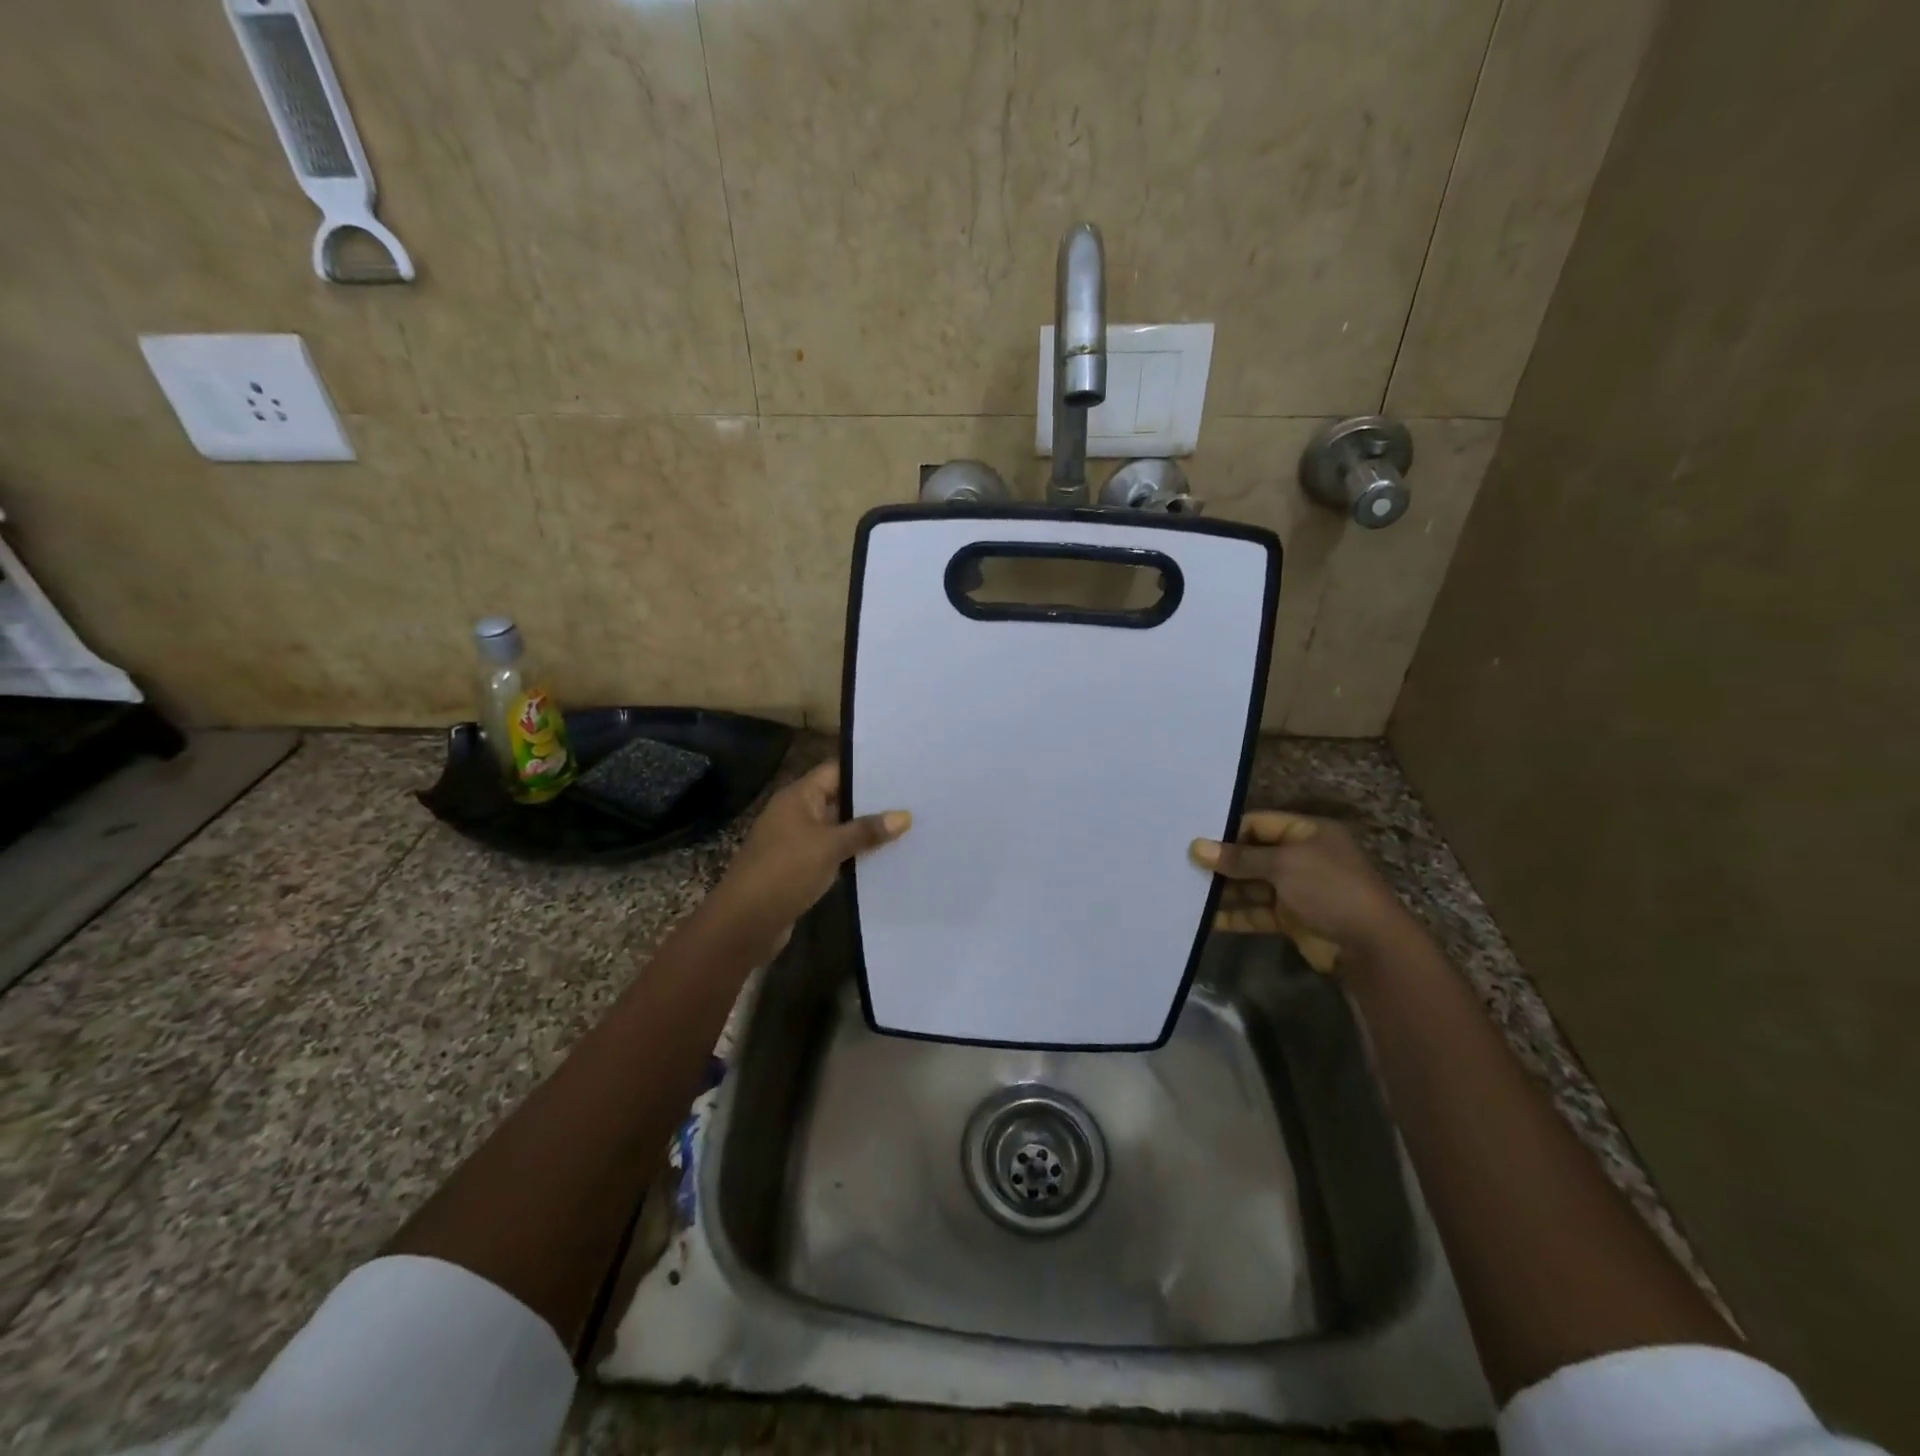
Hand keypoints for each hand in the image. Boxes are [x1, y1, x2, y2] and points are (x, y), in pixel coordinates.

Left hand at [705, 761, 910, 956]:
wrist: (745, 922)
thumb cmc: (786, 871)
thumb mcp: (830, 847)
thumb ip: (866, 830)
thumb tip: (904, 815)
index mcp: (797, 797)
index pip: (835, 771)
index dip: (865, 770)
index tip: (900, 771)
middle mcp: (795, 813)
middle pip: (837, 799)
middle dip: (871, 802)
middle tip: (911, 800)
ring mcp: (796, 842)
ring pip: (836, 829)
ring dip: (863, 831)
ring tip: (906, 827)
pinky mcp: (799, 868)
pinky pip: (831, 853)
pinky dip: (852, 854)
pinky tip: (882, 857)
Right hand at [1190, 810, 1413, 971]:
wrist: (1369, 946)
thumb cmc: (1330, 889)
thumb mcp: (1284, 864)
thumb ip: (1239, 857)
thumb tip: (1196, 847)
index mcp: (1307, 833)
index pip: (1259, 823)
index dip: (1228, 832)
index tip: (1195, 841)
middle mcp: (1301, 857)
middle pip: (1252, 854)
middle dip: (1221, 863)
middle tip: (1183, 866)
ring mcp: (1296, 889)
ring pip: (1251, 885)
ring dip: (1223, 891)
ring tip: (1187, 892)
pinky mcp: (1290, 918)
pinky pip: (1255, 912)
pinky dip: (1234, 915)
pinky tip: (1205, 919)